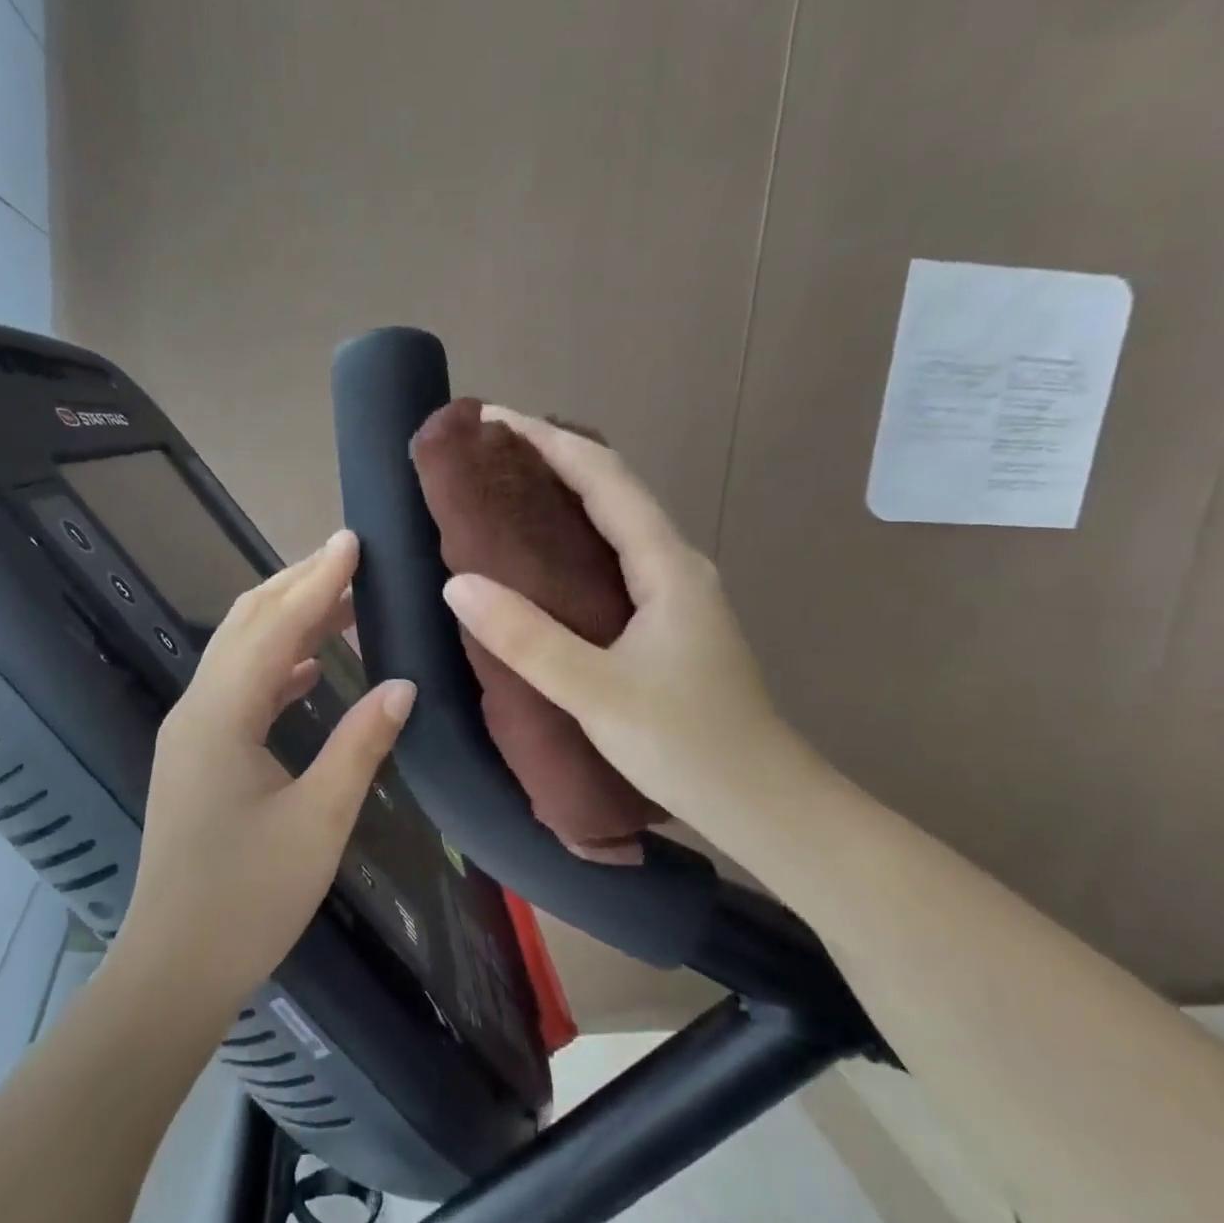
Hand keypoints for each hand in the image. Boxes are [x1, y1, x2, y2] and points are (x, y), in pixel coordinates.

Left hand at [116, 531, 416, 1010]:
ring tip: (341, 600)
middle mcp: (197, 708)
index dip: (317, 582)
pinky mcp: (197, 754)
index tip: (352, 541)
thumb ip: (359, 745)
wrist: (173, 967)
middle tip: (349, 557)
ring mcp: (191, 731)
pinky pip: (239, 688)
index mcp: (220, 715)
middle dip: (297, 585)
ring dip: (288, 620)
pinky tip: (311, 666)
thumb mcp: (318, 821)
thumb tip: (402, 685)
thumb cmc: (247, 898)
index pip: (275, 627)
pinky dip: (276, 664)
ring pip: (240, 652)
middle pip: (246, 625)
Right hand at [440, 408, 795, 835]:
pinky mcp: (672, 622)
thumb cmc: (685, 744)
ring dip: (567, 495)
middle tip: (489, 454)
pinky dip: (577, 536)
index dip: (548, 441)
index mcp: (667, 565)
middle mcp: (678, 565)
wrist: (764, 803)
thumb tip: (459, 583)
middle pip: (614, 489)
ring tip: (508, 492)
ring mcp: (679, 594)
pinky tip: (546, 559)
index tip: (493, 419)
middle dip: (554, 458)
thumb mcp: (596, 692)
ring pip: (618, 522)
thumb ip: (527, 638)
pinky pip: (619, 556)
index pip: (604, 478)